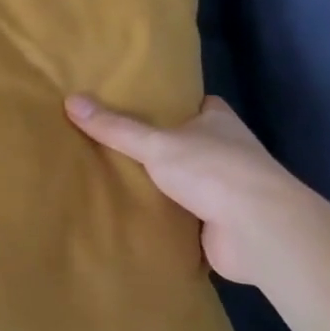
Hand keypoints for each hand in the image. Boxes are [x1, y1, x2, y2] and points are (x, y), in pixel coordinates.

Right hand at [65, 93, 329, 291]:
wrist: (259, 230)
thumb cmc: (213, 170)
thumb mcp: (155, 143)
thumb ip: (115, 127)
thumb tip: (70, 100)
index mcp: (219, 122)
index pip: (197, 104)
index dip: (173, 104)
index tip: (142, 104)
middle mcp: (228, 151)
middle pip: (189, 143)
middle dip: (162, 146)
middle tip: (116, 141)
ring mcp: (228, 190)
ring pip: (188, 181)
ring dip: (164, 184)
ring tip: (117, 177)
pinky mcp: (222, 224)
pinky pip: (187, 215)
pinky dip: (168, 217)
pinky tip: (137, 215)